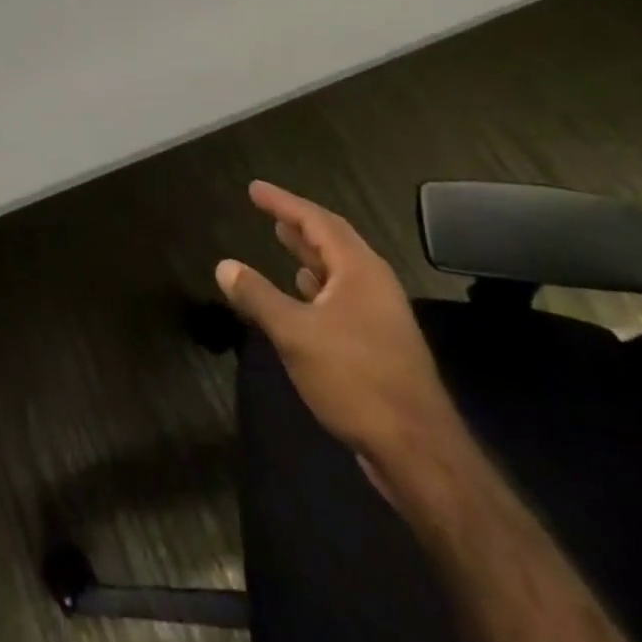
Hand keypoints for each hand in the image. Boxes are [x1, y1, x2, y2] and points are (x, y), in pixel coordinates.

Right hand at [216, 181, 456, 463]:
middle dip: (299, 223)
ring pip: (340, 270)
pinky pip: (343, 296)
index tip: (255, 189)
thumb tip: (224, 265)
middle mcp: (374, 283)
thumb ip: (258, 297)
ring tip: (281, 239)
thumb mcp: (295, 334)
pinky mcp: (381, 343)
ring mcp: (380, 314)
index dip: (283, 202)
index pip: (316, 220)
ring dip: (310, 254)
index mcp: (359, 270)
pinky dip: (318, 286)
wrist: (418, 451)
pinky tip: (303, 294)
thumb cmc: (355, 379)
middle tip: (268, 210)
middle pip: (333, 240)